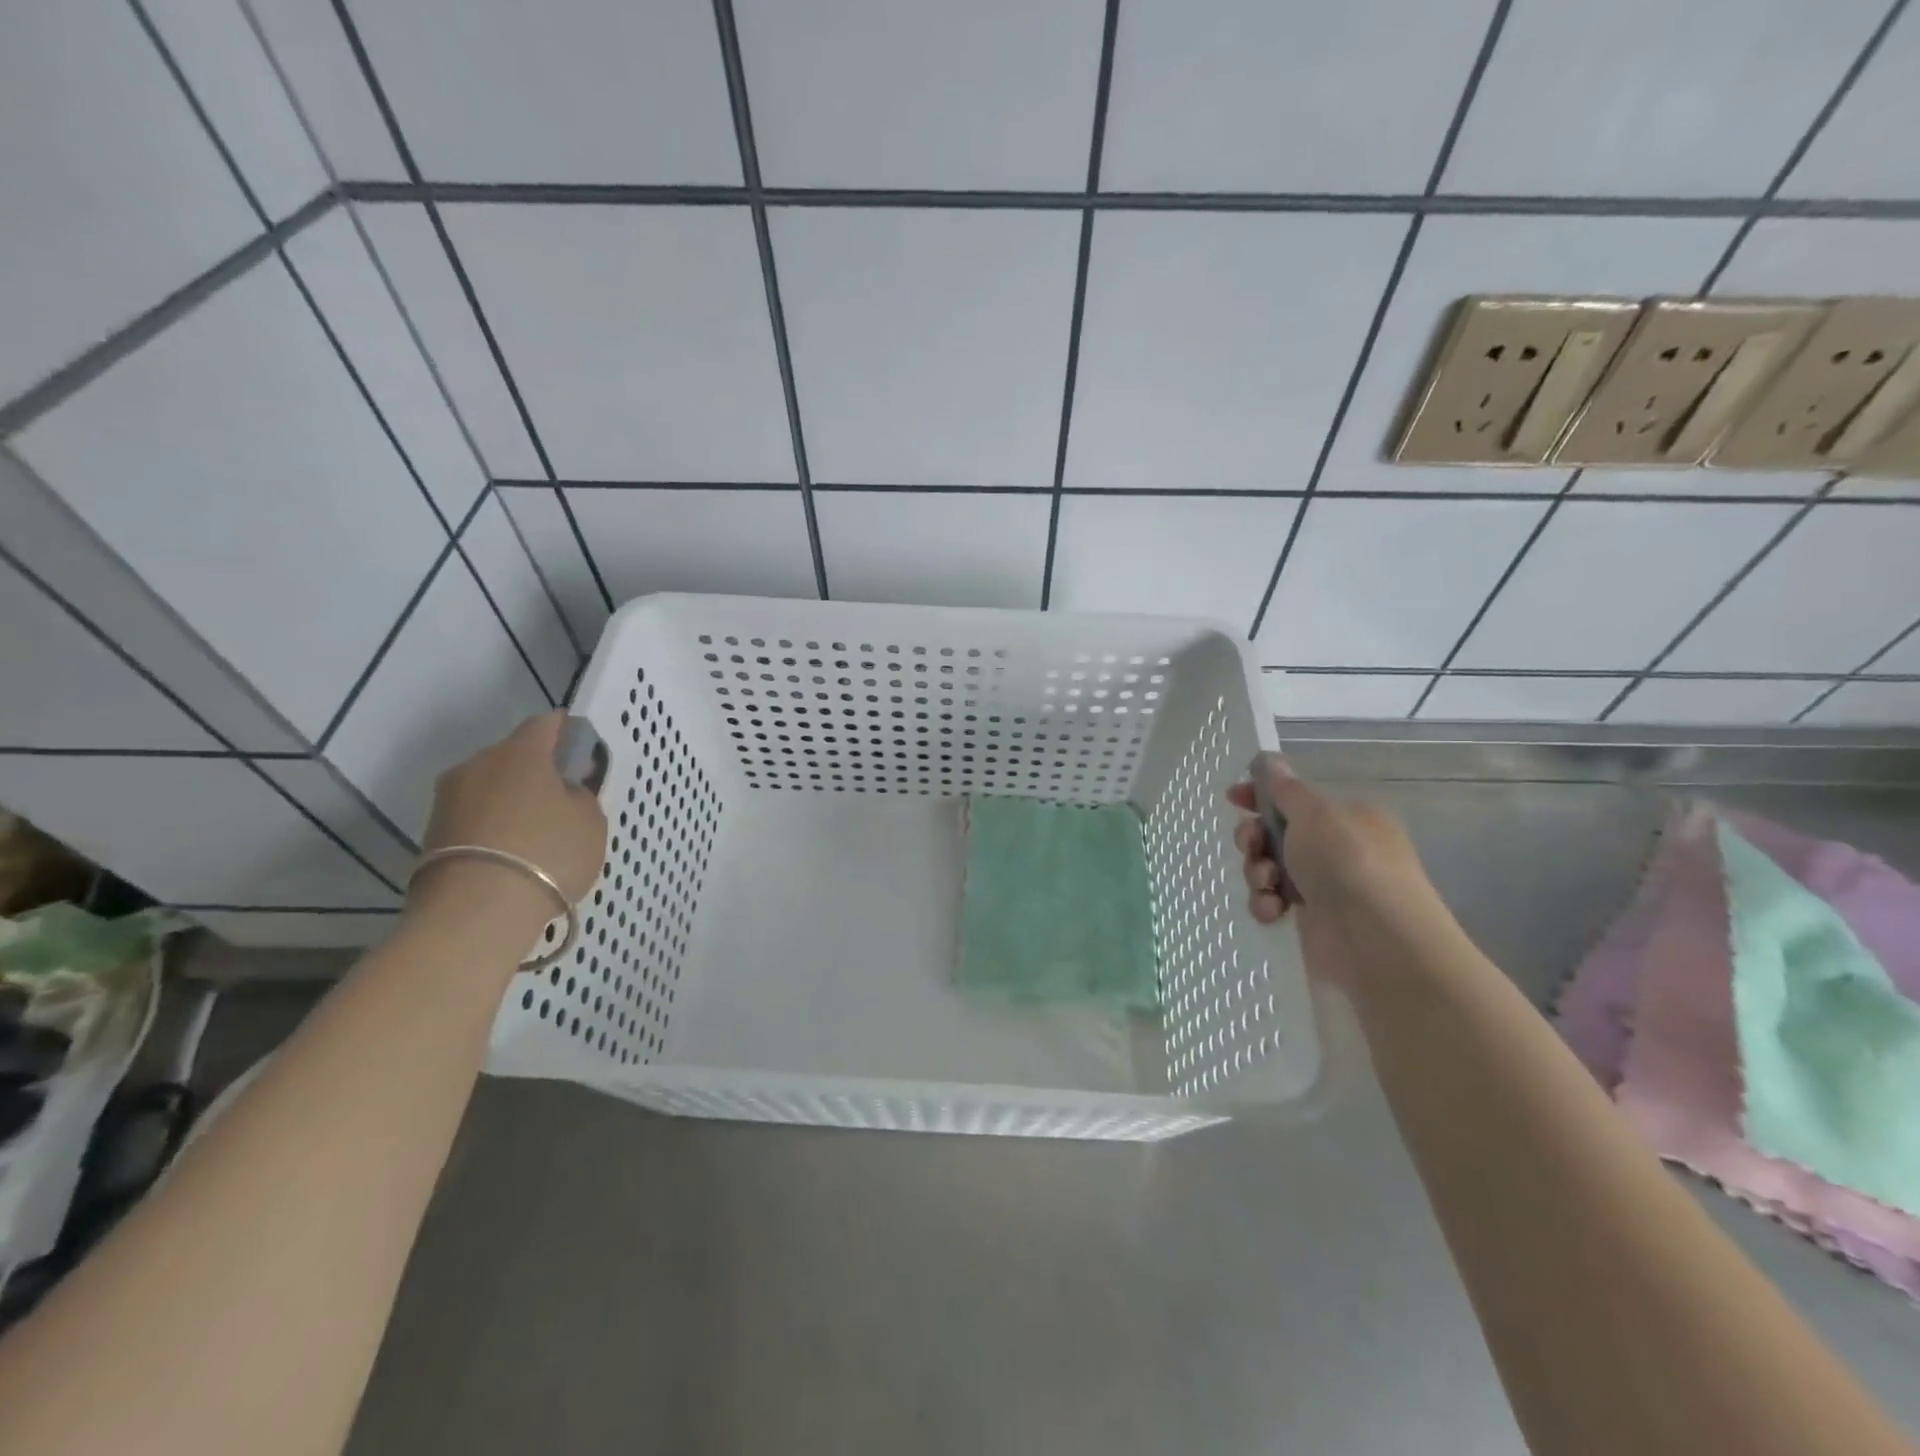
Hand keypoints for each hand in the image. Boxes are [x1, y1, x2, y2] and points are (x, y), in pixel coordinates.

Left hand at [409, 713, 608, 928]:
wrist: (475, 913)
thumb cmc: (548, 853)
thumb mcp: (590, 821)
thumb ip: (581, 795)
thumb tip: (565, 788)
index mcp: (520, 751)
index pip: (546, 724)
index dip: (567, 733)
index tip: (583, 752)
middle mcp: (477, 764)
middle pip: (513, 756)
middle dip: (537, 770)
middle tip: (563, 798)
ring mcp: (448, 799)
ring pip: (491, 787)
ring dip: (512, 800)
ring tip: (537, 832)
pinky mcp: (431, 834)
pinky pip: (474, 817)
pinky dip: (494, 827)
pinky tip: (513, 853)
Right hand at [1227, 758, 1440, 987]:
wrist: (1378, 940)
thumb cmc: (1348, 862)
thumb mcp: (1315, 813)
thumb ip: (1286, 789)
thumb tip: (1269, 760)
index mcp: (1346, 818)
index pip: (1295, 799)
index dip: (1261, 796)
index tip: (1233, 797)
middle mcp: (1337, 850)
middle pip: (1276, 834)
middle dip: (1254, 839)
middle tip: (1251, 846)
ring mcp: (1325, 887)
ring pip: (1269, 869)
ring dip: (1258, 873)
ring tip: (1267, 885)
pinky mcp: (1312, 922)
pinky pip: (1273, 903)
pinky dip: (1266, 904)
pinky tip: (1273, 911)